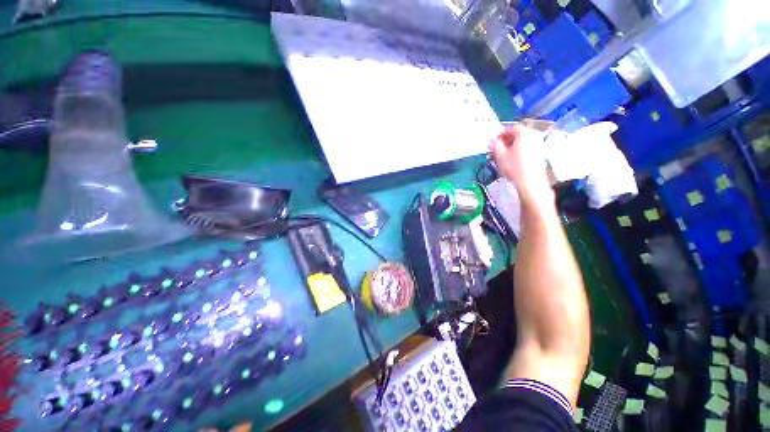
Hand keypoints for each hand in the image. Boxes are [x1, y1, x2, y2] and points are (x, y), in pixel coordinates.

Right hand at [490, 124, 553, 207]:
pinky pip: (529, 148)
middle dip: (508, 140)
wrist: (530, 182)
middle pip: (520, 134)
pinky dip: (521, 150)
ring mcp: (539, 146)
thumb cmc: (515, 168)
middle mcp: (534, 137)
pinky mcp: (540, 154)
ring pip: (524, 141)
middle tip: (499, 148)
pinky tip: (514, 160)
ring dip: (514, 145)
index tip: (496, 141)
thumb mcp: (500, 156)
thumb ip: (495, 146)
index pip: (513, 128)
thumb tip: (492, 140)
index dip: (503, 133)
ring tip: (505, 155)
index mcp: (524, 135)